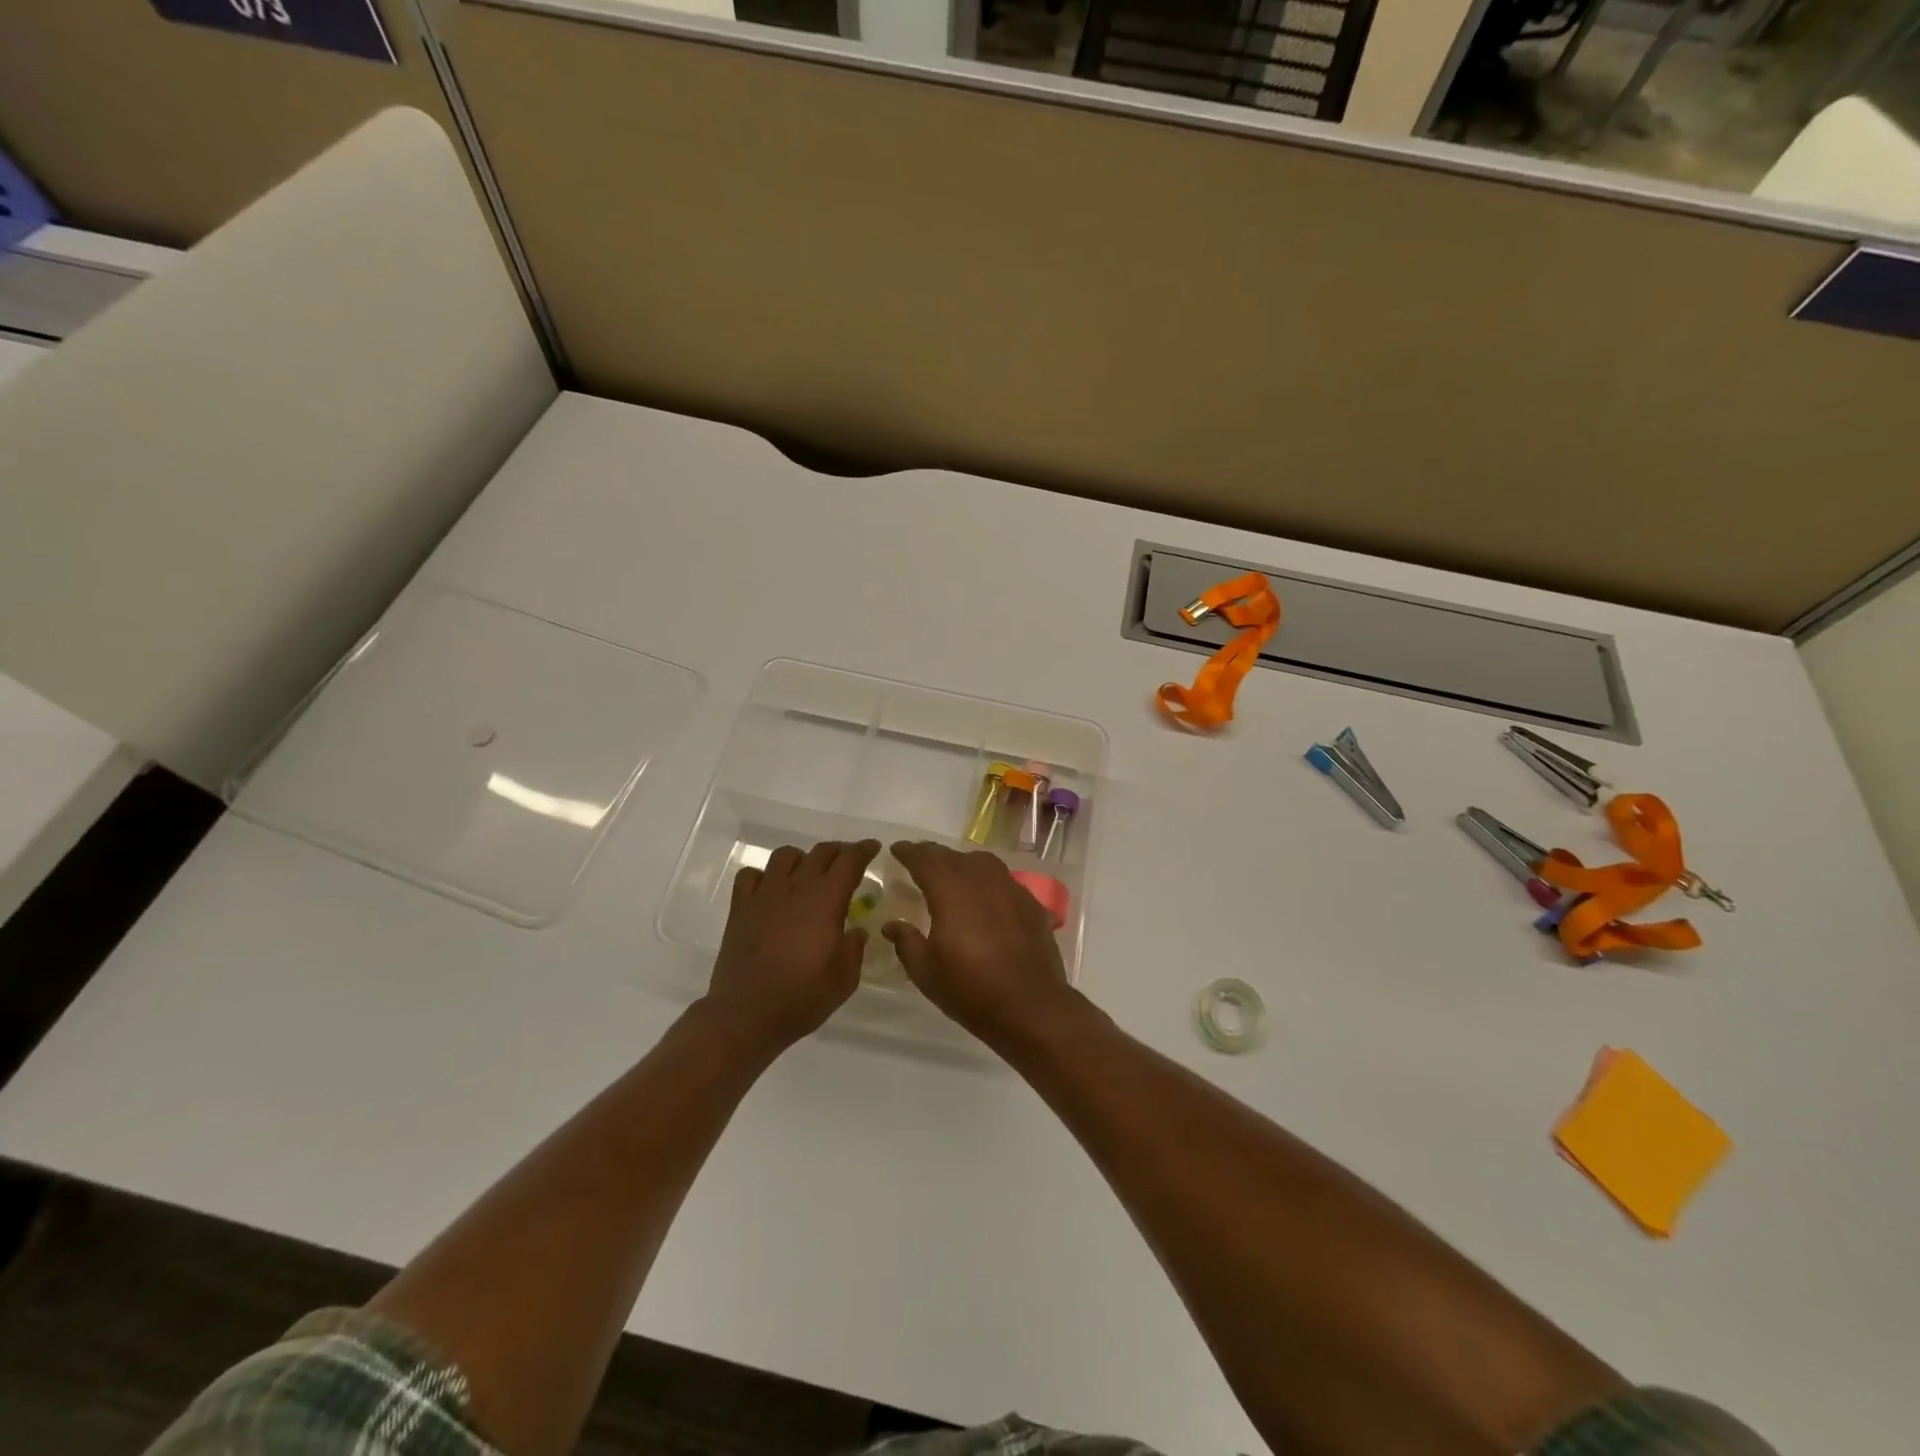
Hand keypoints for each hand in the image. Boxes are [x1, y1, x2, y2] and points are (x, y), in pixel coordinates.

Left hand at [705, 840, 880, 1053]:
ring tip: (808, 874)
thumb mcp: (845, 978)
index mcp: (826, 900)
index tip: (874, 847)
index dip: (864, 850)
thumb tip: (856, 930)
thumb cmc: (802, 997)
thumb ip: (854, 947)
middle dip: (839, 851)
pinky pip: (750, 876)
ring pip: (785, 856)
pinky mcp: (740, 908)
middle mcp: (796, 888)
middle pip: (820, 852)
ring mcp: (764, 895)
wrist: (746, 1015)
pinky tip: (770, 890)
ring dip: (802, 859)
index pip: (849, 861)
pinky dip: (764, 876)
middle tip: (848, 862)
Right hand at [883, 841, 1072, 1043]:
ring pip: (982, 863)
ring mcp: (1011, 889)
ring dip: (963, 864)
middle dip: (933, 855)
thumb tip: (892, 924)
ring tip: (953, 874)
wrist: (1030, 1006)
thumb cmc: (970, 989)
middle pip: (953, 857)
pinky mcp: (1031, 904)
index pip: (925, 859)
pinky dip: (989, 882)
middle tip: (919, 859)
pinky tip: (986, 899)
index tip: (897, 849)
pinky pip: (1004, 881)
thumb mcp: (926, 971)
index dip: (909, 852)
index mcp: (950, 890)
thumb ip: (906, 941)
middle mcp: (981, 880)